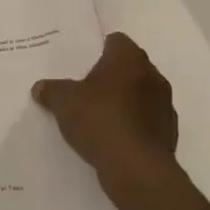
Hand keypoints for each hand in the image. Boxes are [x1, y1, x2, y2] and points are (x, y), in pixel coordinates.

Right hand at [32, 32, 179, 186]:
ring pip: (140, 94)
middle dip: (111, 76)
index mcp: (128, 58)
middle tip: (86, 88)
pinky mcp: (169, 134)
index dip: (99, 48)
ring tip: (98, 115)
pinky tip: (113, 138)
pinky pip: (147, 121)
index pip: (116, 40)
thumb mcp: (63, 101)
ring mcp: (165, 106)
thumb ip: (51, 90)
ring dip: (124, 101)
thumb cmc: (99, 120)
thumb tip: (40, 88)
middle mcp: (152, 76)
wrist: (137, 169)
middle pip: (130, 67)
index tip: (82, 62)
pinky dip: (133, 125)